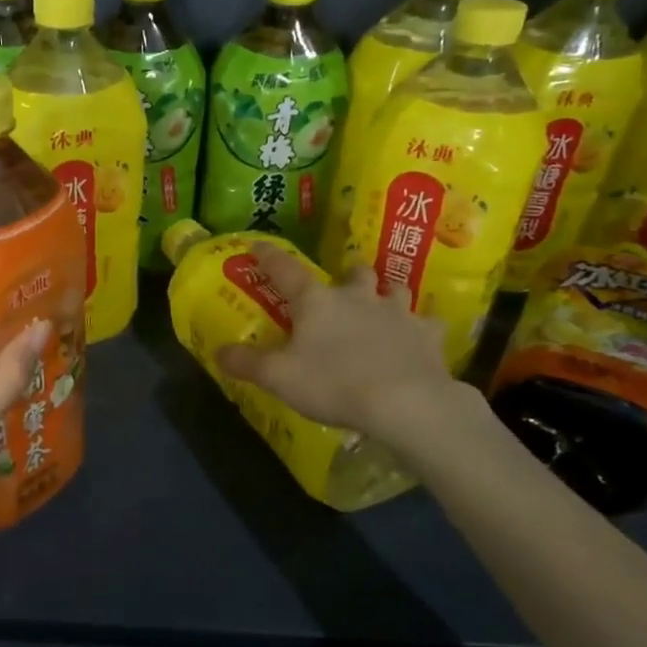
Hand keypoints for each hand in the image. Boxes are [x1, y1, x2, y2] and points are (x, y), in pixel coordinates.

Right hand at [217, 246, 482, 464]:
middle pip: (355, 272)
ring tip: (381, 305)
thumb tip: (218, 352)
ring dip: (386, 293)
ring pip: (395, 290)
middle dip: (348, 274)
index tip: (259, 244)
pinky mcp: (428, 336)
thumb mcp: (278, 378)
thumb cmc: (333, 383)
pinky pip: (427, 324)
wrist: (405, 402)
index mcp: (317, 301)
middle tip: (342, 285)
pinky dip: (421, 328)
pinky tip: (418, 338)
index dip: (269, 256)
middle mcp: (358, 297)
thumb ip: (246, 363)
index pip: (286, 269)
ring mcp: (398, 313)